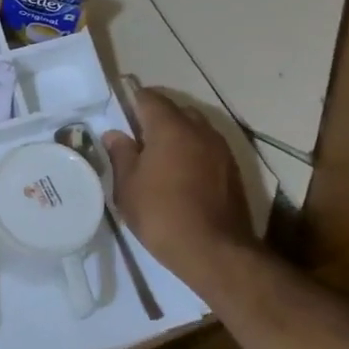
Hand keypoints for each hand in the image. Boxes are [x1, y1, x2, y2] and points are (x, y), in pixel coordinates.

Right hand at [104, 84, 258, 279]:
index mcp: (170, 127)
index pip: (149, 97)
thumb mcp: (128, 186)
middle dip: (156, 118)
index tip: (120, 114)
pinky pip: (207, 149)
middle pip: (175, 110)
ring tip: (160, 159)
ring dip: (177, 136)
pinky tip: (181, 176)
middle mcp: (200, 129)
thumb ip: (121, 154)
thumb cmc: (162, 213)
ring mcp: (221, 149)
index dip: (132, 100)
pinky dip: (193, 153)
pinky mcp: (233, 170)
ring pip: (195, 129)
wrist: (215, 251)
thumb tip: (115, 134)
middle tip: (137, 139)